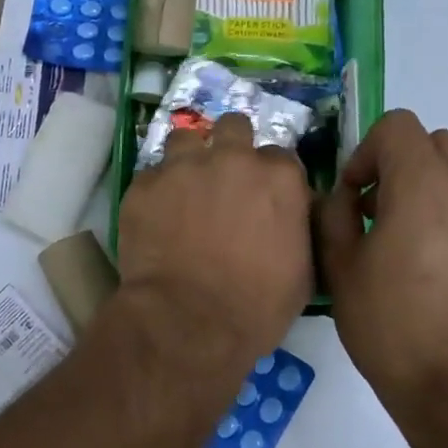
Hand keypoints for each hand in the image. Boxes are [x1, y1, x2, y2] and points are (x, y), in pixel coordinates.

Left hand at [118, 113, 312, 367]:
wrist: (188, 320)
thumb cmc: (256, 305)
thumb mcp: (302, 270)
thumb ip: (298, 226)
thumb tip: (293, 212)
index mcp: (277, 177)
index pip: (279, 156)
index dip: (269, 175)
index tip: (262, 193)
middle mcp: (231, 158)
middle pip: (233, 126)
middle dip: (230, 144)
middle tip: (223, 176)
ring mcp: (183, 166)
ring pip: (185, 138)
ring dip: (187, 158)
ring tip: (183, 187)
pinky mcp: (144, 184)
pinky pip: (151, 175)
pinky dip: (155, 191)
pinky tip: (155, 217)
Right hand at [317, 110, 447, 405]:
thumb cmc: (392, 327)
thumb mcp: (340, 268)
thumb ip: (335, 213)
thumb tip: (346, 196)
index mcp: (425, 184)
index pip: (398, 126)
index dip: (369, 152)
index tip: (359, 195)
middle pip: (442, 144)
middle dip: (410, 167)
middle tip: (390, 214)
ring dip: (446, 199)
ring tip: (431, 252)